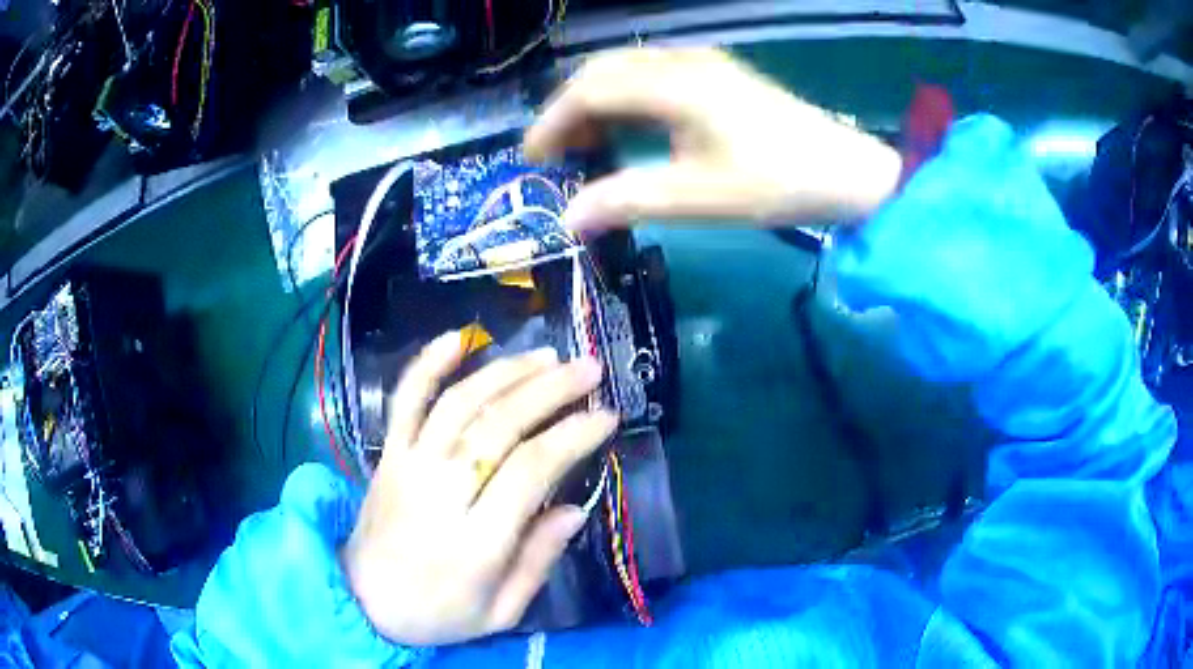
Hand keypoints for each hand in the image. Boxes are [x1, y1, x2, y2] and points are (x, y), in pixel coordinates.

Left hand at [340, 331, 616, 645]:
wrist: (363, 601)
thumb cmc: (438, 614)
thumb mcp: (500, 612)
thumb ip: (538, 562)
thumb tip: (574, 509)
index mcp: (475, 541)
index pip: (530, 470)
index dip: (573, 436)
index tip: (607, 418)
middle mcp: (439, 492)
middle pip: (497, 425)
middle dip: (550, 391)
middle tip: (589, 370)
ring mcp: (408, 465)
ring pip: (458, 403)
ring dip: (505, 372)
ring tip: (548, 355)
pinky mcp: (388, 454)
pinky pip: (405, 400)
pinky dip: (429, 364)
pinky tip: (459, 336)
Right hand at [524, 48, 902, 228]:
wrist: (848, 172)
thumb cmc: (777, 182)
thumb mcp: (699, 198)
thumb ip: (628, 201)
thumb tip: (569, 219)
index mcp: (675, 85)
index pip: (590, 89)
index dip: (553, 122)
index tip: (532, 159)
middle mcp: (683, 63)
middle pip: (603, 71)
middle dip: (570, 110)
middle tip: (556, 155)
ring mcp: (703, 65)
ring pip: (628, 71)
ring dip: (598, 103)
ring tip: (586, 146)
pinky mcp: (717, 75)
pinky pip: (653, 77)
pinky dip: (627, 101)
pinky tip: (629, 131)